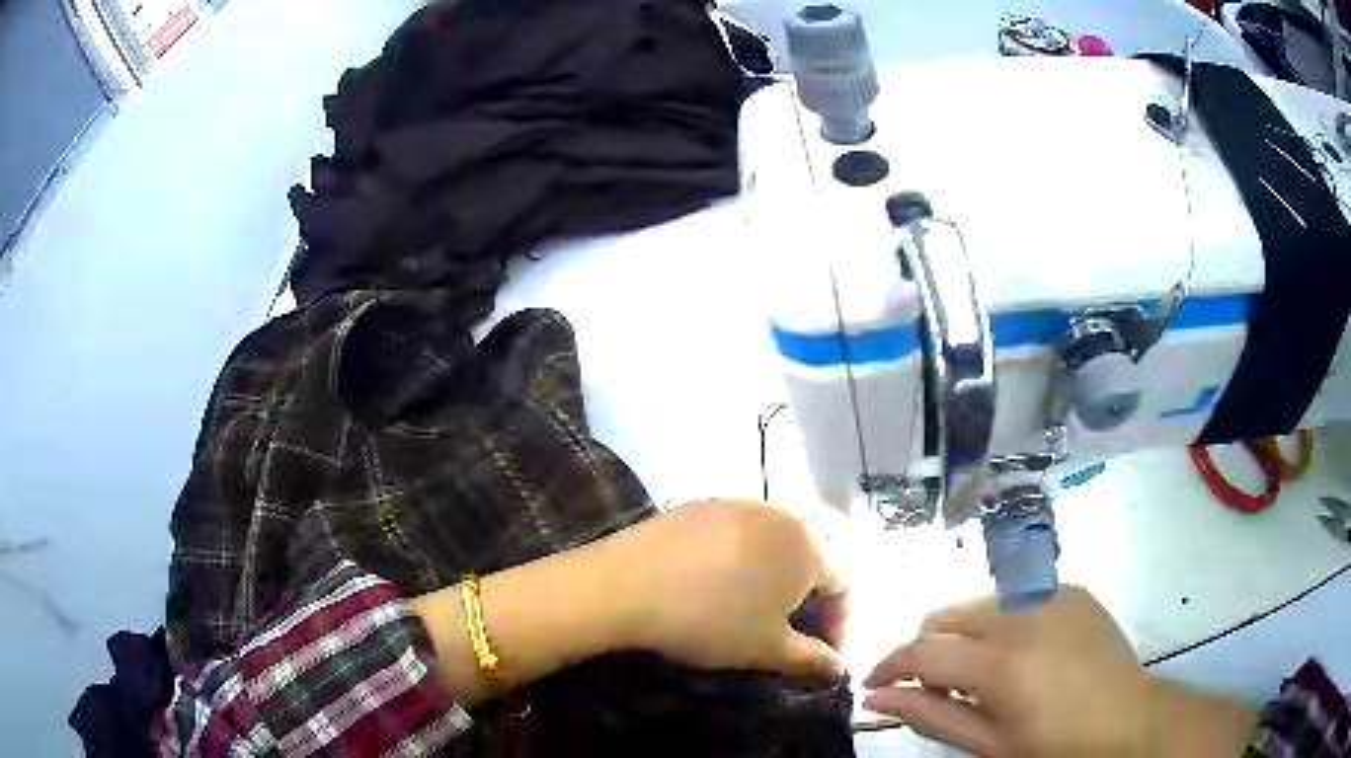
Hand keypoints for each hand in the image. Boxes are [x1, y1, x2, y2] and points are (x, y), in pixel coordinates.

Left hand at [605, 500, 846, 679]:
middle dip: (805, 605)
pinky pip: (735, 538)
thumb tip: (840, 668)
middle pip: (808, 563)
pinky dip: (738, 565)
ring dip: (771, 584)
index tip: (819, 657)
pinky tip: (713, 589)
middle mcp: (780, 514)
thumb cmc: (711, 621)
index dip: (837, 626)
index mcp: (808, 546)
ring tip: (750, 615)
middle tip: (786, 639)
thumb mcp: (768, 649)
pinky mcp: (699, 505)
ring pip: (771, 549)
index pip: (842, 587)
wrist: (625, 585)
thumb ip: (812, 659)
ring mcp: (736, 504)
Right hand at [863, 586, 1254, 756]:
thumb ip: (931, 715)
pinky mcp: (1072, 589)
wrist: (1130, 720)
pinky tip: (1022, 654)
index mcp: (1001, 662)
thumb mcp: (989, 745)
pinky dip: (1003, 623)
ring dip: (965, 635)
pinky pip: (1018, 597)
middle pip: (946, 616)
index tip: (876, 685)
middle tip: (937, 687)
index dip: (889, 666)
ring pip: (980, 603)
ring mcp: (1052, 594)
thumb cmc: (1055, 747)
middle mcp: (1023, 613)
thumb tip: (877, 697)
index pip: (921, 650)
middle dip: (927, 650)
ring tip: (981, 673)